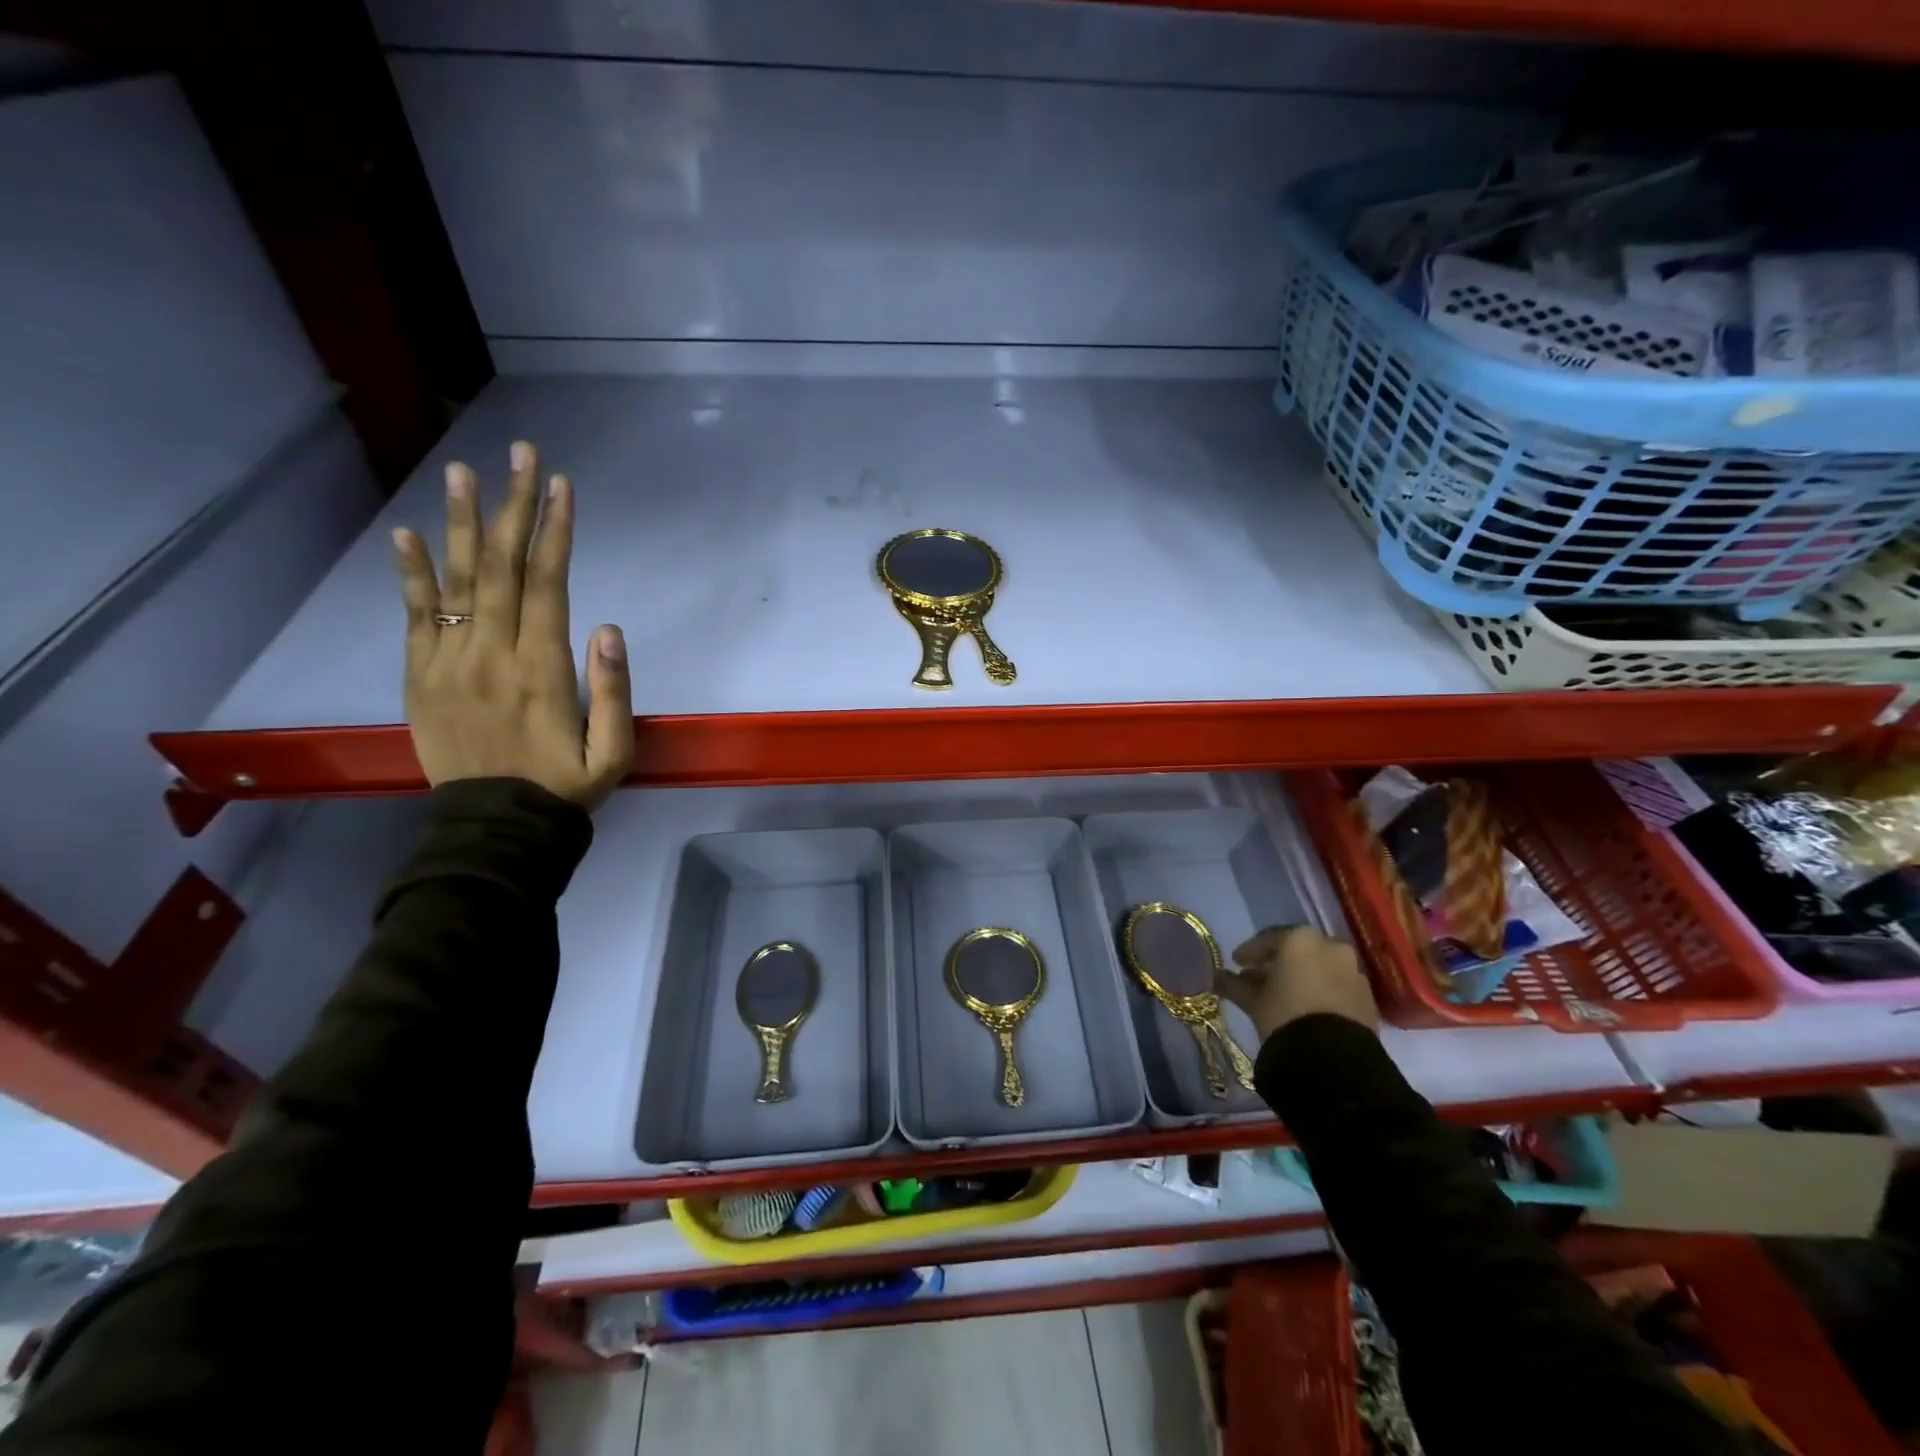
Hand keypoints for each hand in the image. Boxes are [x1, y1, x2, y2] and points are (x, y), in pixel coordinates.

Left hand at [392, 441, 633, 808]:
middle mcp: (491, 654)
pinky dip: (410, 574)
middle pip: (501, 567)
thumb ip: (612, 691)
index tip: (562, 486)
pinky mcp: (421, 677)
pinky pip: (413, 617)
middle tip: (519, 454)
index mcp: (542, 669)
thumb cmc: (564, 788)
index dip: (555, 531)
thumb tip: (609, 627)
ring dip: (460, 523)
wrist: (495, 829)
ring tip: (462, 471)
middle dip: (513, 506)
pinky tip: (407, 534)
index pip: (548, 584)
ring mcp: (449, 663)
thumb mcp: (613, 753)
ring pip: (456, 581)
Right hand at [1214, 926, 1379, 1041]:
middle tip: (1260, 977)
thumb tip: (1216, 977)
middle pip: (1299, 950)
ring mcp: (1354, 972)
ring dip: (1303, 976)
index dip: (1250, 952)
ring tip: (1284, 995)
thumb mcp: (1253, 1000)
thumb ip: (1234, 984)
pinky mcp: (1368, 999)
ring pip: (1321, 967)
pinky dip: (1322, 991)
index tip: (1236, 962)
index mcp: (1301, 939)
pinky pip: (1338, 987)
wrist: (1332, 1058)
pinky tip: (1308, 1008)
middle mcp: (1331, 947)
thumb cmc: (1284, 1015)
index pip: (1269, 939)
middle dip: (1278, 962)